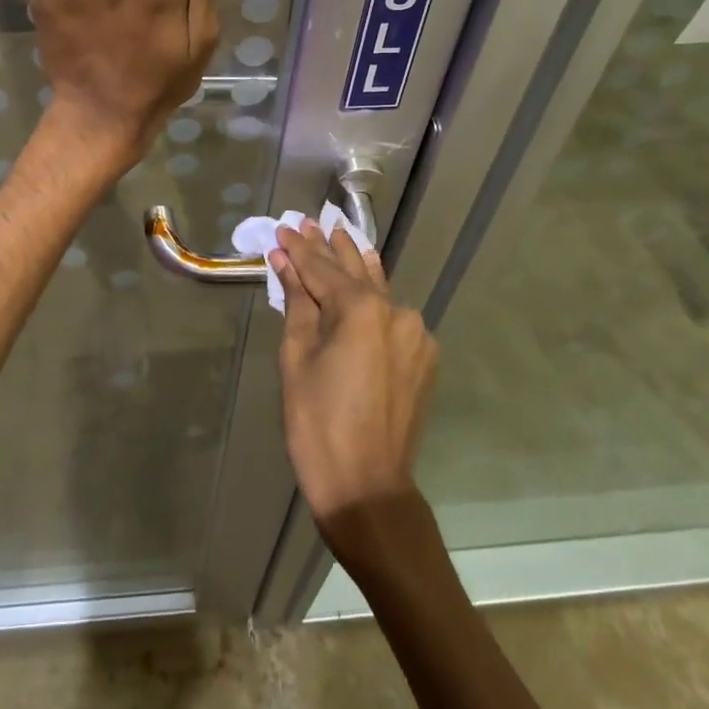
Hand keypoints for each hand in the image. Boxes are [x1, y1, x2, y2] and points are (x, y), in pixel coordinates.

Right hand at [271, 221, 439, 544]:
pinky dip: (374, 299)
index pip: (322, 267)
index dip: (300, 247)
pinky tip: (364, 285)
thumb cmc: (317, 422)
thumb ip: (296, 302)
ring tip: (340, 237)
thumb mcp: (296, 357)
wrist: (367, 486)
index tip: (285, 227)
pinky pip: (393, 316)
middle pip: (355, 270)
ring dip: (356, 266)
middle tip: (310, 222)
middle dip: (329, 247)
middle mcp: (395, 310)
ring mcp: (416, 333)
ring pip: (379, 290)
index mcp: (360, 308)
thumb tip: (286, 261)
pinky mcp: (424, 356)